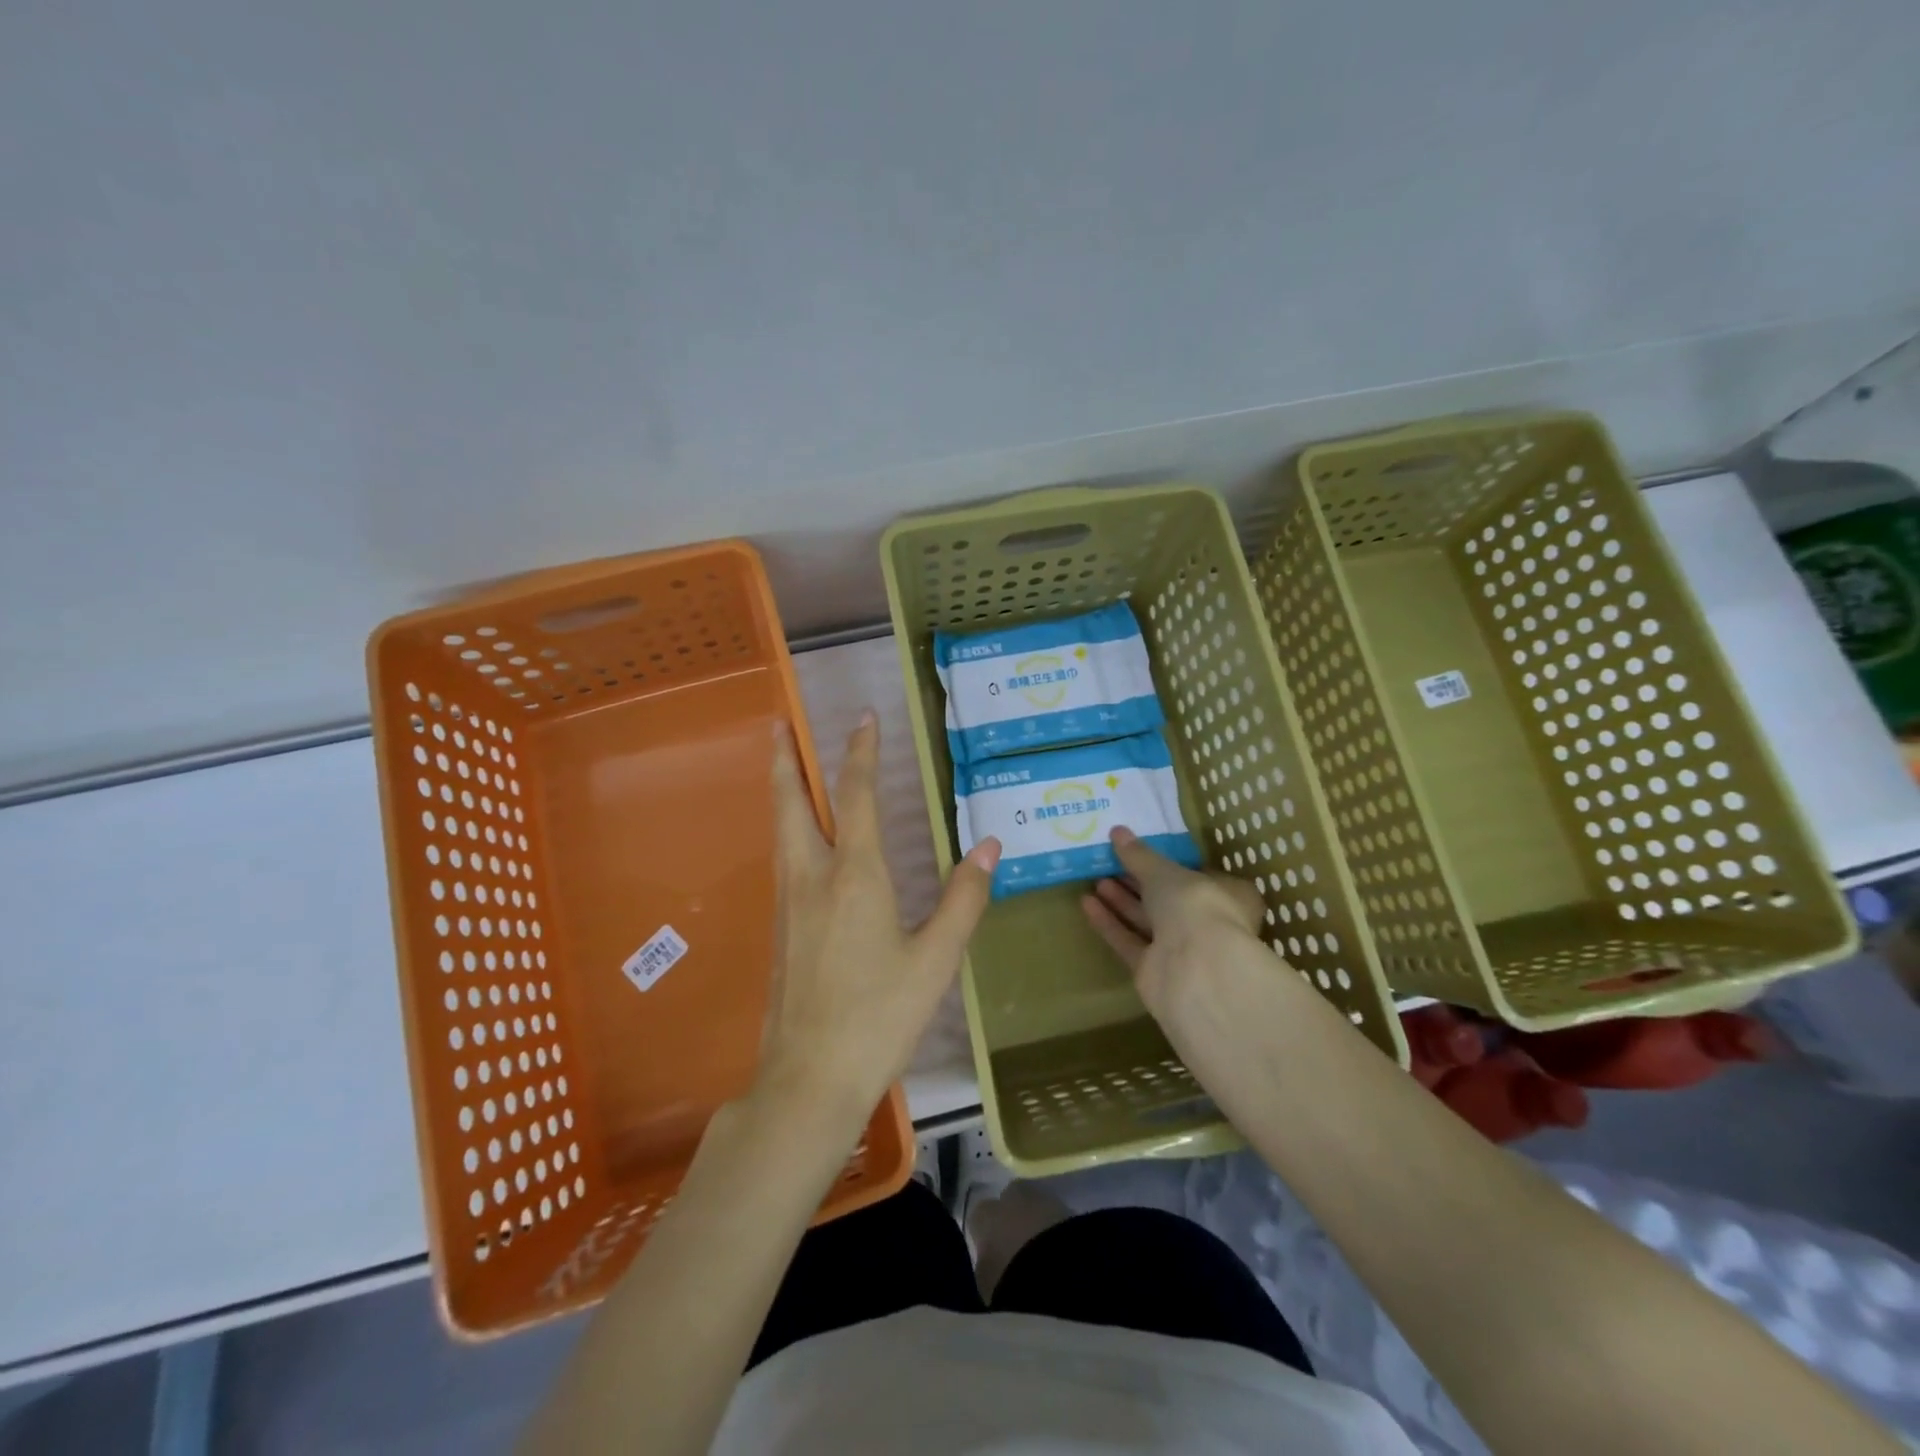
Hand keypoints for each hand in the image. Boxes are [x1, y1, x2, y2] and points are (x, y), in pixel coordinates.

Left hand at [758, 712, 1000, 1123]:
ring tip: (783, 765)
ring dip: (782, 790)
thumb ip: (964, 899)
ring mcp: (788, 903)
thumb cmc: (879, 1017)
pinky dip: (787, 828)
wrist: (809, 1080)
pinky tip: (799, 840)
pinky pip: (782, 859)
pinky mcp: (779, 929)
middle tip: (777, 724)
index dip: (862, 752)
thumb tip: (990, 844)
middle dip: (785, 759)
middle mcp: (812, 877)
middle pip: (791, 803)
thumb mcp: (936, 961)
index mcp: (855, 876)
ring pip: (780, 830)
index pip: (856, 795)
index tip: (863, 716)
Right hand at [1080, 825, 1275, 1037]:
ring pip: (1146, 921)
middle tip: (1109, 863)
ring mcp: (1180, 951)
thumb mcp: (1165, 872)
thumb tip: (1118, 832)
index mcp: (1227, 897)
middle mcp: (1207, 925)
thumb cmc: (1195, 906)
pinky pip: (1129, 942)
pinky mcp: (1154, 971)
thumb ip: (1140, 855)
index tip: (1142, 852)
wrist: (1195, 969)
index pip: (1198, 877)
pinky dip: (1110, 923)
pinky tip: (1087, 903)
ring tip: (1095, 880)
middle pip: (1167, 900)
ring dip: (1121, 901)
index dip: (1170, 865)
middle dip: (1138, 882)